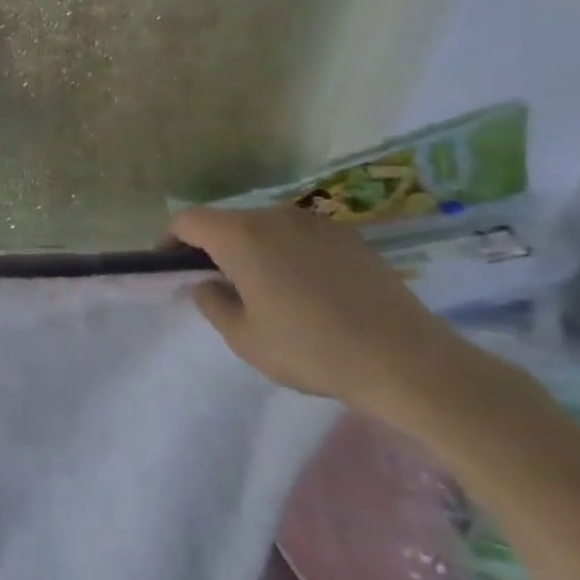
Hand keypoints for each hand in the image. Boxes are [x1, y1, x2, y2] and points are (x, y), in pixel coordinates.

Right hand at [167, 205, 481, 416]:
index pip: (188, 220)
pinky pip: (299, 236)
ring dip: (251, 248)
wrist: (410, 362)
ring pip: (264, 227)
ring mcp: (317, 223)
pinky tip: (303, 289)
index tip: (169, 267)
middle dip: (211, 246)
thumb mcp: (244, 338)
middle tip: (214, 283)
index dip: (170, 240)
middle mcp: (275, 216)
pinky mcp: (350, 238)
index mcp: (241, 235)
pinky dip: (286, 253)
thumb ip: (212, 303)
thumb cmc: (312, 349)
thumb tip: (205, 283)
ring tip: (261, 287)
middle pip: (227, 220)